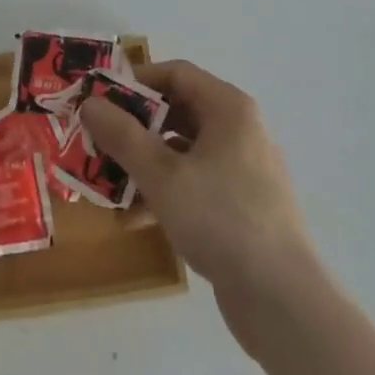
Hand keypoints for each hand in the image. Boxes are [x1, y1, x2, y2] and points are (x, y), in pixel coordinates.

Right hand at [79, 60, 317, 316]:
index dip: (136, 82)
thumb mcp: (163, 176)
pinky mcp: (241, 206)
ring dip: (145, 165)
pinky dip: (165, 193)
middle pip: (178, 112)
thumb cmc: (222, 219)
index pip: (176, 73)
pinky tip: (134, 221)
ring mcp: (242, 169)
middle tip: (99, 143)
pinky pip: (195, 183)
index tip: (101, 100)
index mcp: (228, 108)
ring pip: (183, 152)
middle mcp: (238, 129)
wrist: (283, 301)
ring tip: (108, 186)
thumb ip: (123, 136)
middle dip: (135, 129)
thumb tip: (90, 103)